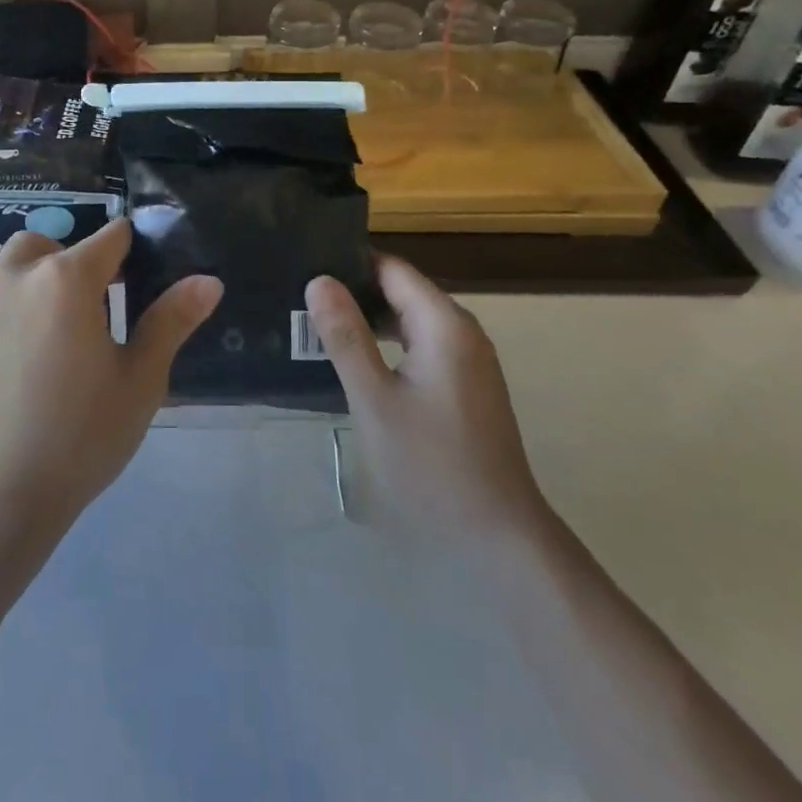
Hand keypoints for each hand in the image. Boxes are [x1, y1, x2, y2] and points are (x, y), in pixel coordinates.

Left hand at [0, 219, 221, 527]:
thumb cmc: (83, 433)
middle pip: (62, 242)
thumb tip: (209, 280)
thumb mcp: (141, 379)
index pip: (111, 237)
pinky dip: (4, 282)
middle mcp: (24, 272)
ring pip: (19, 254)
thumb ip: (172, 320)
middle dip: (87, 262)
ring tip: (61, 311)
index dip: (134, 252)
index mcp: (69, 278)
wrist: (5, 488)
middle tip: (106, 310)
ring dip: (42, 265)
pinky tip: (21, 320)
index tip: (144, 282)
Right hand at [306, 256, 546, 537]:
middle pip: (402, 290)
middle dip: (355, 291)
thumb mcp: (375, 399)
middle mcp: (462, 330)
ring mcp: (468, 359)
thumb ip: (345, 336)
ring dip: (369, 320)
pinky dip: (388, 343)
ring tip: (318, 325)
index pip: (391, 268)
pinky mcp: (466, 385)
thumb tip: (319, 280)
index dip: (349, 263)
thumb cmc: (431, 465)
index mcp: (444, 324)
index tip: (305, 267)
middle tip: (301, 299)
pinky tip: (356, 360)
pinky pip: (421, 344)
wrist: (499, 539)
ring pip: (410, 319)